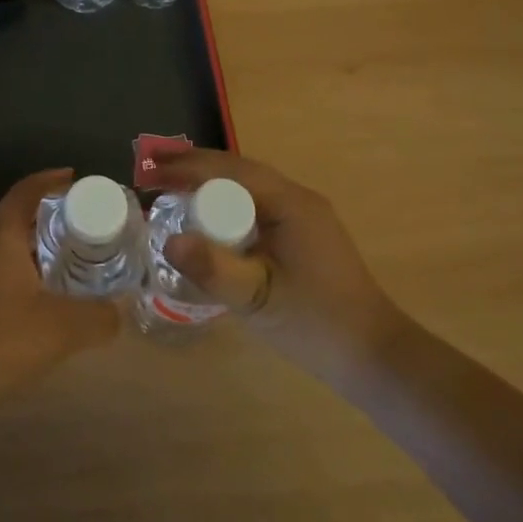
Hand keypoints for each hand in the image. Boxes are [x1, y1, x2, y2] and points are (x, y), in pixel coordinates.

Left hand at [0, 168, 119, 431]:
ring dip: (39, 251)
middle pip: (18, 221)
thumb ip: (99, 317)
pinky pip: (2, 278)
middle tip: (86, 226)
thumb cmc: (0, 340)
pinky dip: (27, 278)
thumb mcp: (62, 329)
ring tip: (74, 263)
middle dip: (51, 218)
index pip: (24, 193)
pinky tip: (47, 303)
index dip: (48, 180)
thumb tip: (121, 309)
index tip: (74, 177)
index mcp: (2, 241)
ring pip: (10, 252)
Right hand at [153, 150, 409, 387]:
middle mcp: (298, 198)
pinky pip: (257, 204)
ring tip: (171, 185)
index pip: (229, 171)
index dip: (186, 167)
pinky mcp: (304, 233)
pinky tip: (208, 217)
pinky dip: (226, 201)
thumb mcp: (258, 299)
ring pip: (248, 185)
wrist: (374, 355)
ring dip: (209, 181)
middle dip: (193, 166)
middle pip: (238, 170)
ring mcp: (304, 214)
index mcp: (290, 204)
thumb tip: (168, 240)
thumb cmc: (315, 324)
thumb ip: (214, 269)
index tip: (149, 172)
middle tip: (152, 170)